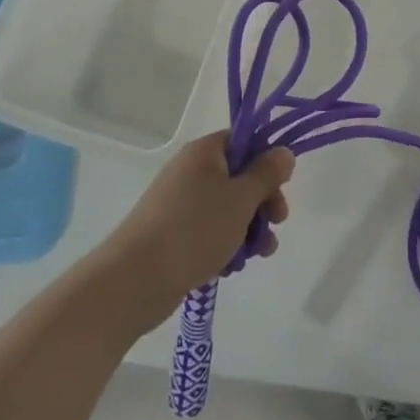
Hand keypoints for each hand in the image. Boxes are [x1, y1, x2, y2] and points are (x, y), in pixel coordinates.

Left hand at [96, 132, 294, 329]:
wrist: (136, 279)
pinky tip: (232, 267)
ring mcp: (182, 204)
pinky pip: (212, 231)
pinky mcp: (176, 234)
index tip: (282, 184)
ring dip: (249, 229)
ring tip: (257, 254)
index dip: (267, 159)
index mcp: (205, 152)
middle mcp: (192, 172)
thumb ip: (266, 173)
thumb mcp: (241, 198)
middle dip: (263, 201)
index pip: (244, 140)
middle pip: (240, 177)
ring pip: (229, 208)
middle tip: (277, 222)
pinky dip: (227, 245)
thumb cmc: (194, 229)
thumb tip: (283, 151)